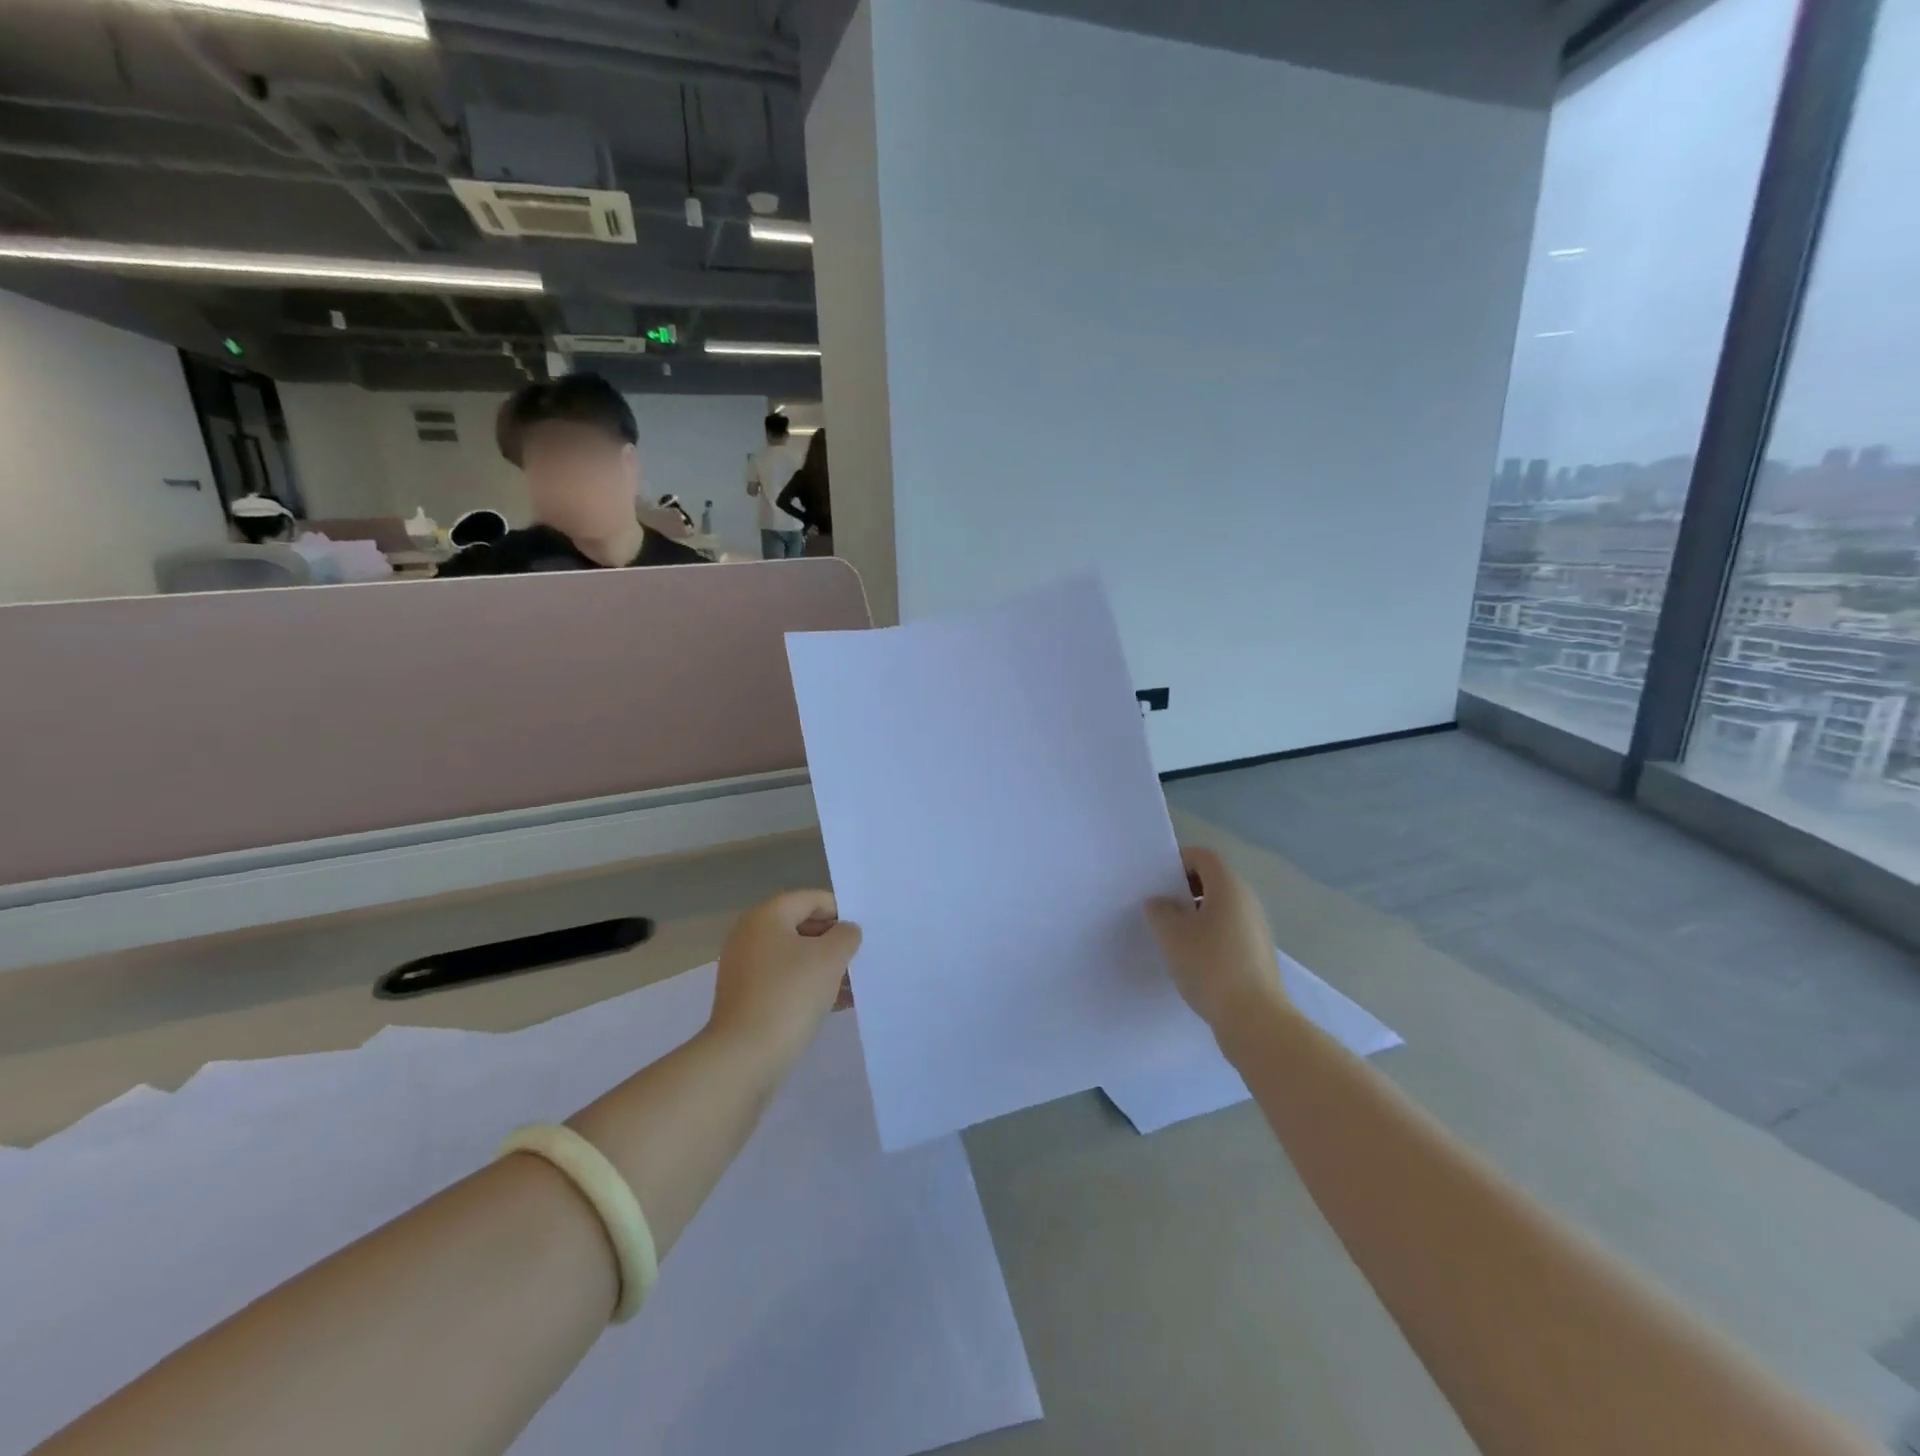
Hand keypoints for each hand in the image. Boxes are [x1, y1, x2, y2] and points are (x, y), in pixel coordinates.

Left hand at [708, 891, 861, 1061]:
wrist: (744, 1057)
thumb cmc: (790, 995)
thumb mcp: (830, 958)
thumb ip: (846, 935)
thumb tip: (845, 931)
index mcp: (766, 916)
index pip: (812, 899)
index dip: (841, 913)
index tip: (861, 937)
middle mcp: (750, 935)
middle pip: (802, 926)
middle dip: (833, 942)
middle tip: (858, 961)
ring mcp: (745, 967)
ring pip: (794, 956)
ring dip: (824, 967)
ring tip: (852, 987)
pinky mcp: (746, 997)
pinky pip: (784, 980)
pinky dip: (808, 986)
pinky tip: (834, 1005)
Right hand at [1145, 847, 1288, 1031]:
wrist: (1253, 1019)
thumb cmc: (1209, 966)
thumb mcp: (1171, 934)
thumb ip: (1159, 910)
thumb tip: (1161, 902)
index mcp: (1229, 887)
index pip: (1203, 857)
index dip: (1178, 861)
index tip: (1156, 882)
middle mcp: (1247, 901)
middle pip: (1213, 881)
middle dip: (1184, 889)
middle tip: (1159, 907)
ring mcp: (1256, 928)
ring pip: (1220, 908)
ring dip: (1195, 914)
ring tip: (1171, 936)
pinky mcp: (1257, 954)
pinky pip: (1228, 931)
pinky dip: (1208, 935)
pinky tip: (1191, 958)